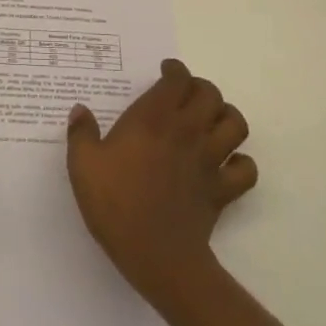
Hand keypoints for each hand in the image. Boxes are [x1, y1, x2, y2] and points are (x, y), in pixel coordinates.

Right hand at [65, 58, 256, 305]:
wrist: (155, 255)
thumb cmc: (116, 204)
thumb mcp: (83, 165)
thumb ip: (81, 133)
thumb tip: (80, 110)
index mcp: (154, 118)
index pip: (178, 78)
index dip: (175, 70)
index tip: (166, 71)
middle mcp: (187, 130)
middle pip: (210, 94)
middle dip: (200, 88)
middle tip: (185, 95)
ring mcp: (209, 160)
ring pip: (236, 123)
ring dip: (226, 116)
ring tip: (210, 122)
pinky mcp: (223, 189)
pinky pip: (246, 169)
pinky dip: (241, 163)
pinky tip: (226, 164)